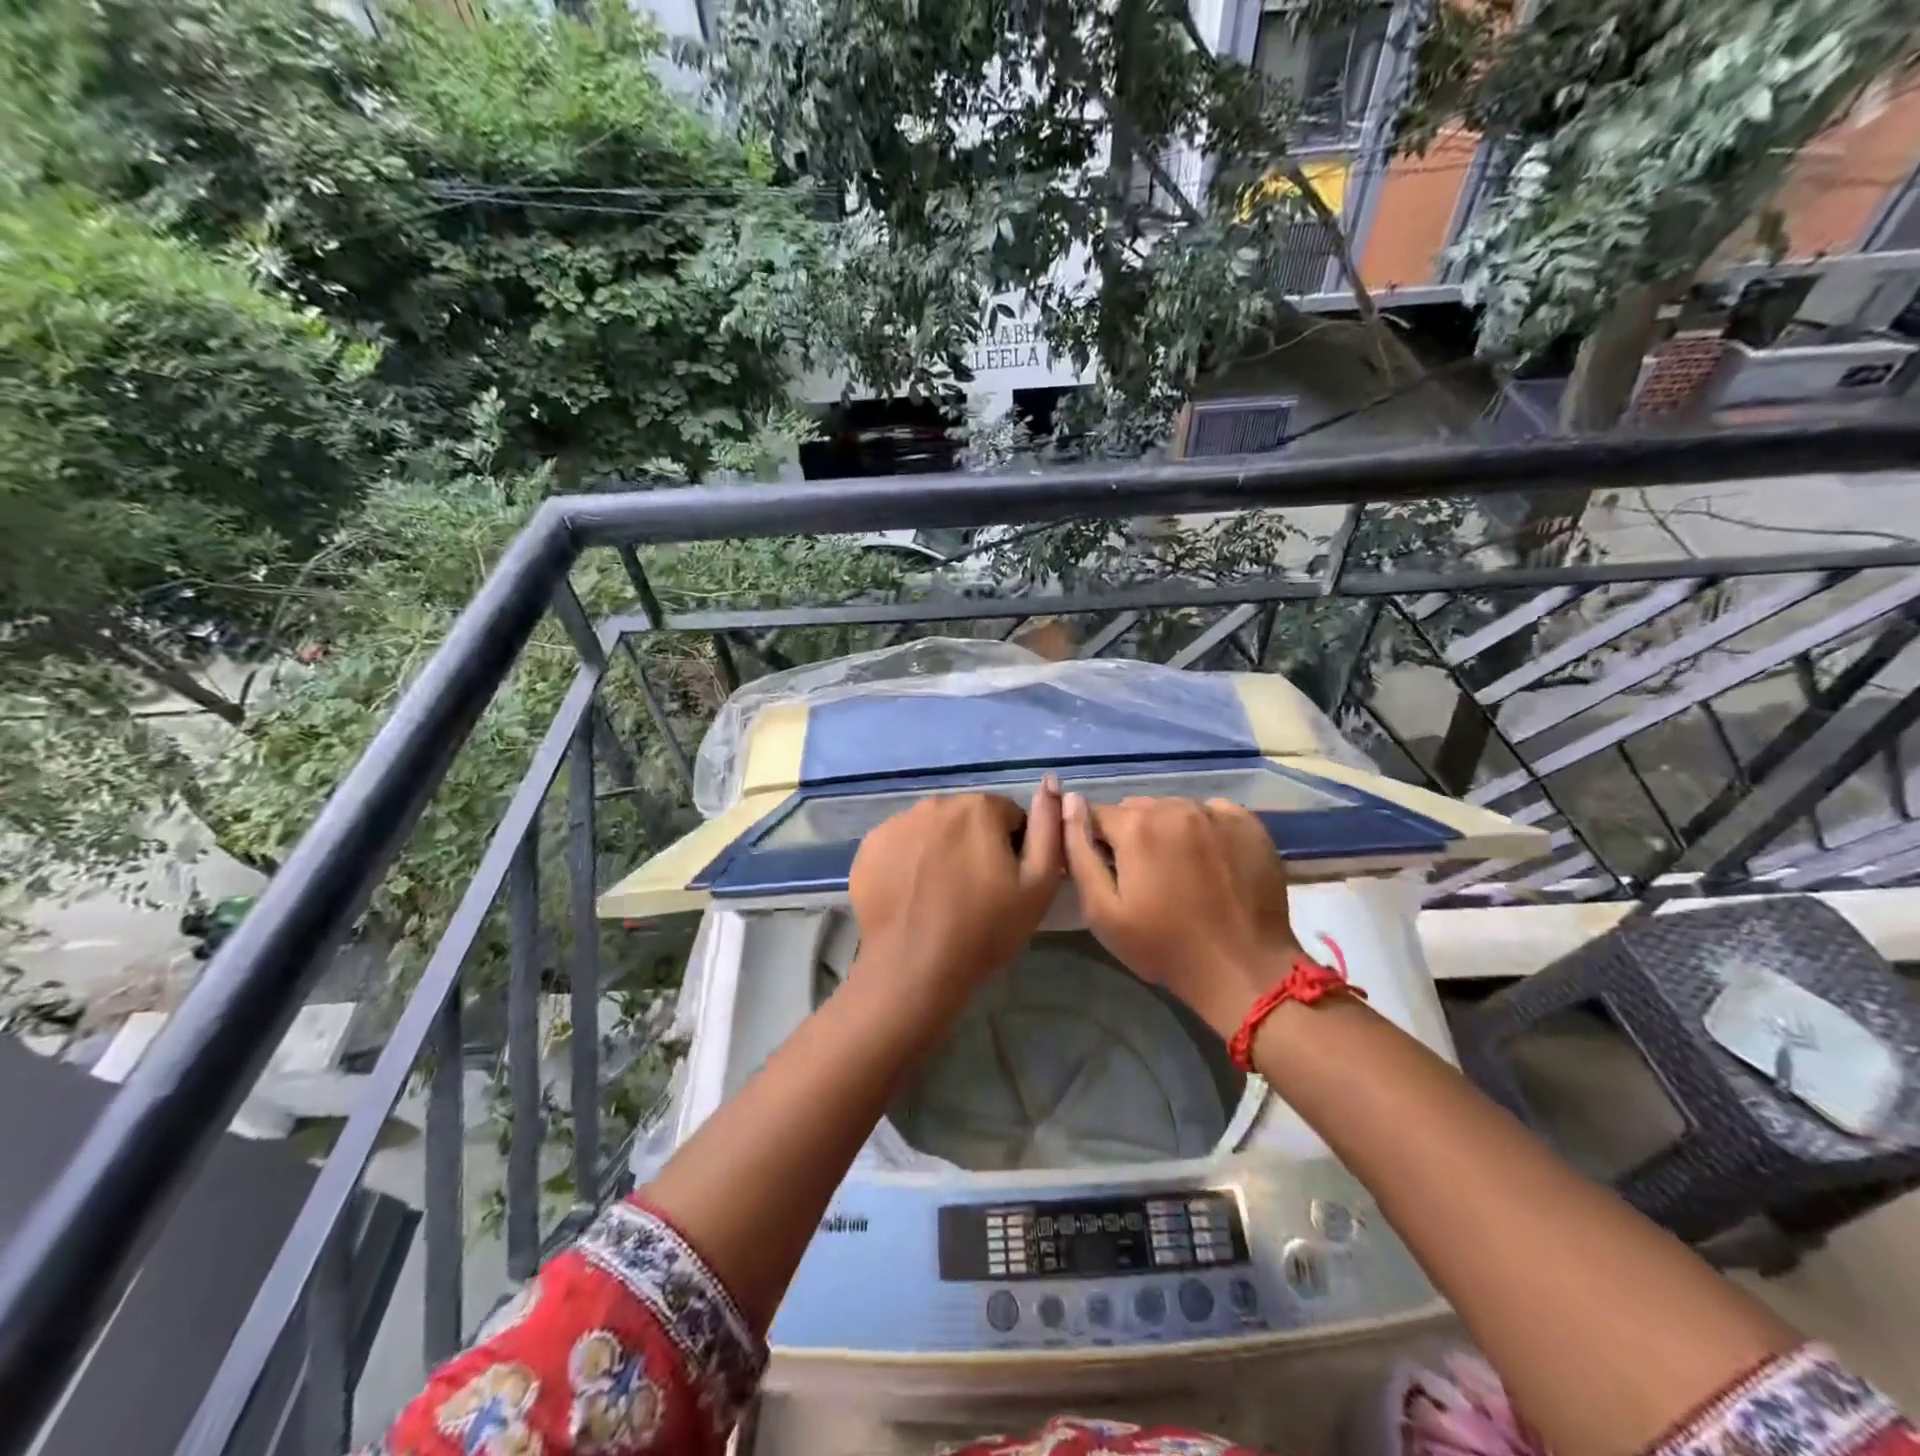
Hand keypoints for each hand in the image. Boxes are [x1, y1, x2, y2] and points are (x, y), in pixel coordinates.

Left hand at [848, 778, 1064, 1017]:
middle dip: (974, 844)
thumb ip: (1049, 829)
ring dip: (941, 849)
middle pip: (967, 818)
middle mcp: (935, 804)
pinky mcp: (870, 845)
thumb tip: (1052, 785)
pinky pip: (900, 844)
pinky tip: (912, 894)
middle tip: (975, 890)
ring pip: (932, 829)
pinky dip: (909, 861)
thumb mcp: (1037, 885)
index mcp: (979, 809)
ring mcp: (897, 823)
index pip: (1008, 816)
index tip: (1006, 881)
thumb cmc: (984, 929)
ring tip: (941, 894)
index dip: (1013, 848)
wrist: (914, 968)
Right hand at [1063, 793, 1300, 1038]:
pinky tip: (1209, 862)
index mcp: (1136, 826)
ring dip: (1166, 831)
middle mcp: (1175, 806)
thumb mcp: (1102, 910)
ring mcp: (1215, 812)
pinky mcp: (1248, 824)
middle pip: (1136, 809)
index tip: (1109, 872)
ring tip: (1179, 871)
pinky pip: (1211, 813)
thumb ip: (1078, 851)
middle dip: (1131, 835)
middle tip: (1144, 877)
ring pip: (1173, 809)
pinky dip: (1203, 830)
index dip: (1096, 842)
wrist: (1243, 970)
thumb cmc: (1164, 947)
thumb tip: (1069, 801)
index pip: (1097, 815)